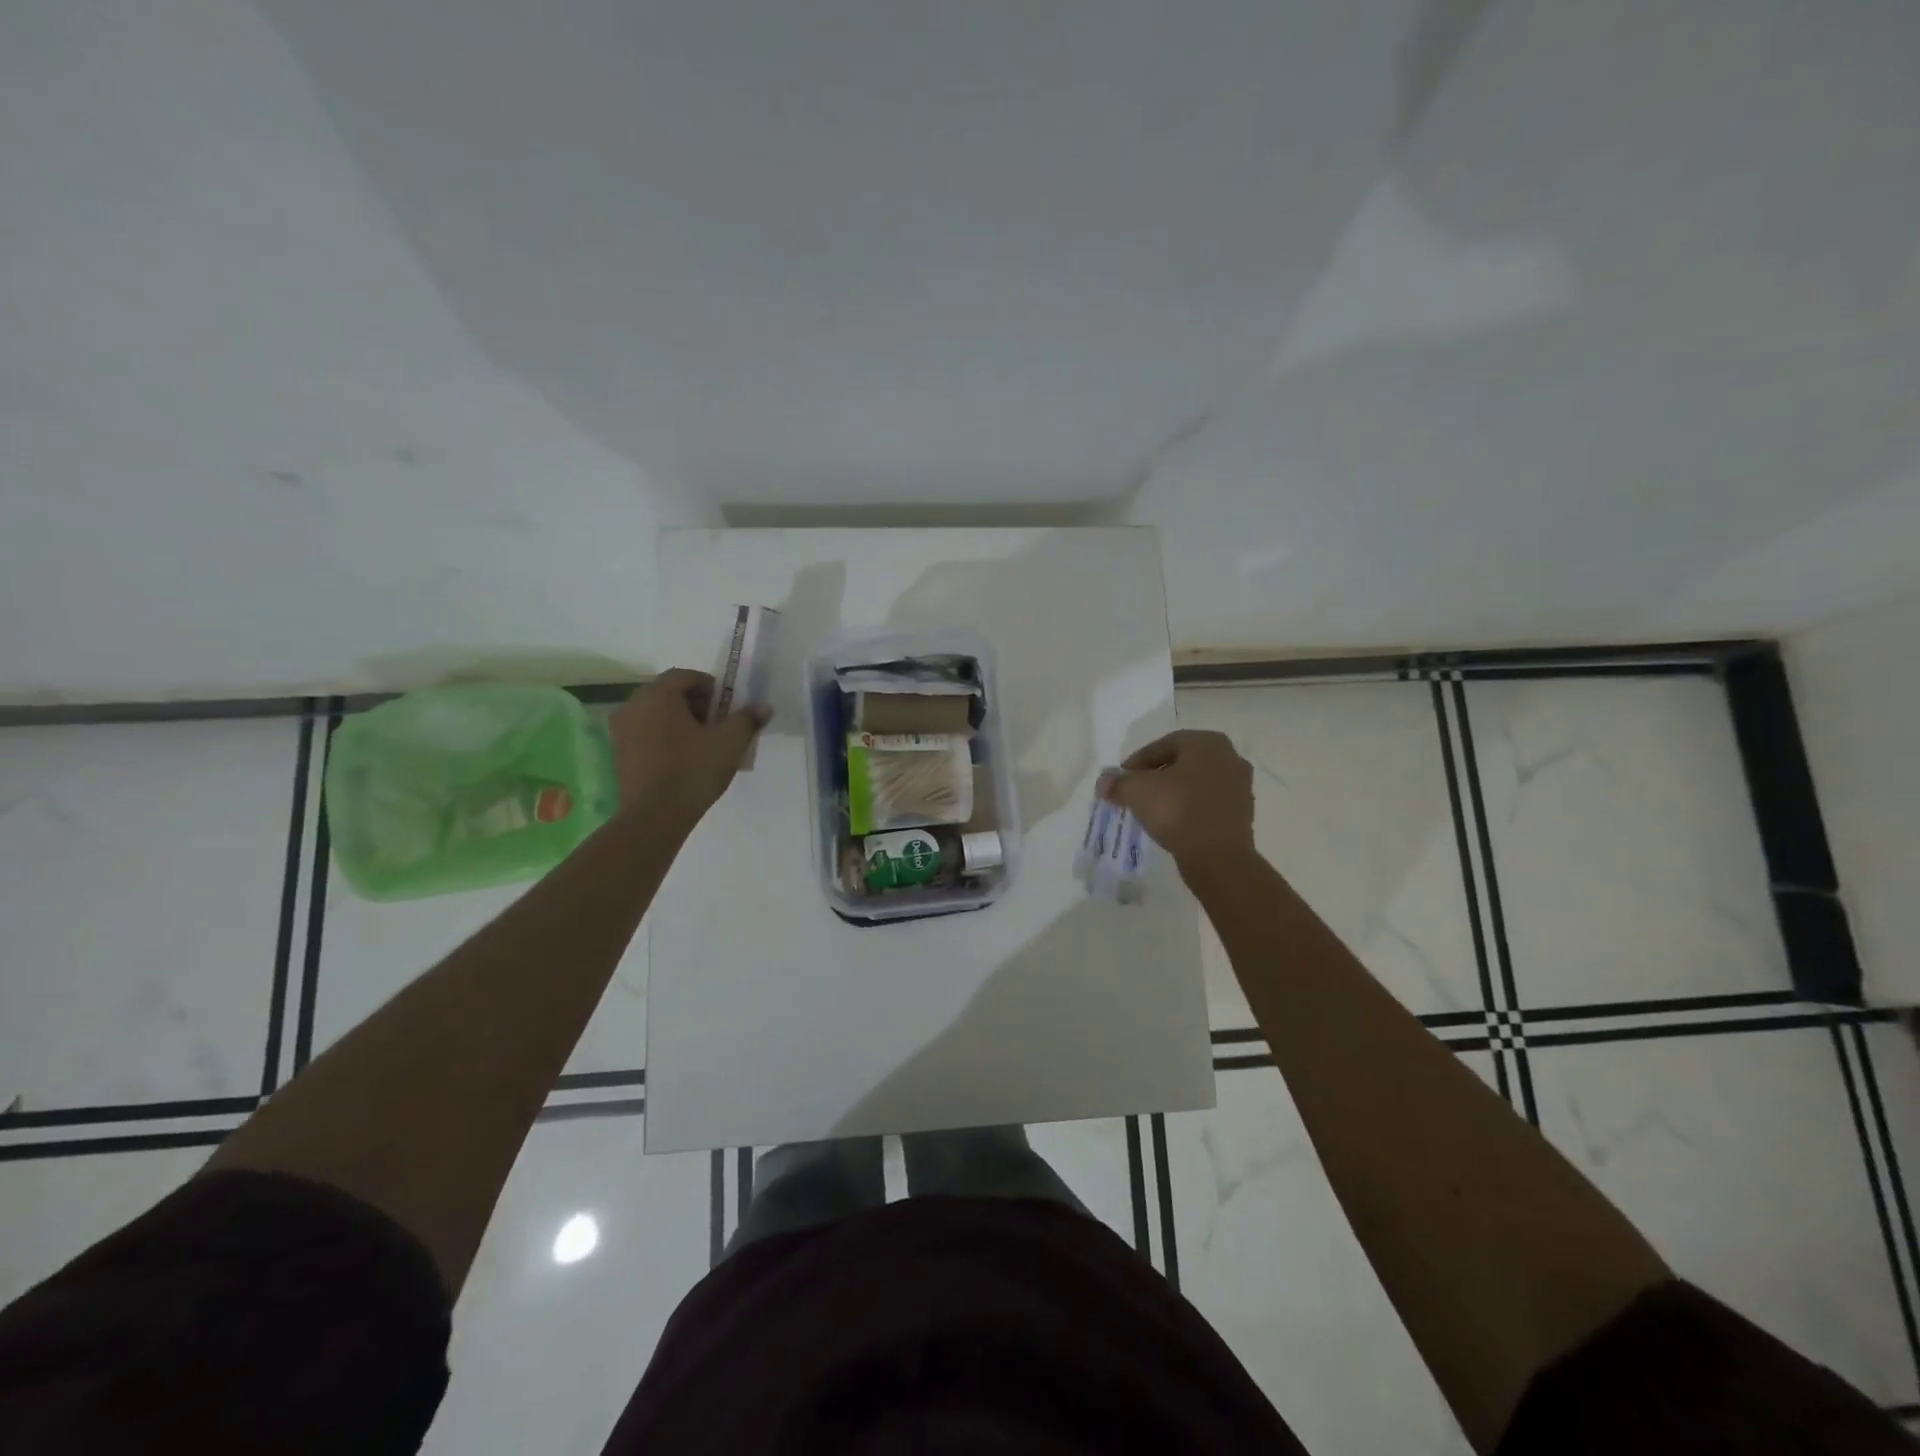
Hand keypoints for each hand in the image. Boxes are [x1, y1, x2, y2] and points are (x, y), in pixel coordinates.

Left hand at [610, 669, 767, 822]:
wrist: (655, 815)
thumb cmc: (694, 769)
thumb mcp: (730, 742)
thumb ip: (747, 719)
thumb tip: (763, 708)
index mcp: (657, 695)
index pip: (684, 675)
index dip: (709, 685)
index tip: (726, 704)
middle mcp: (633, 706)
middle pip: (667, 693)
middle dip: (694, 703)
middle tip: (717, 723)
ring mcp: (622, 731)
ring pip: (655, 714)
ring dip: (679, 721)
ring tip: (702, 742)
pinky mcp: (620, 754)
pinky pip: (646, 734)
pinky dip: (664, 737)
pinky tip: (683, 758)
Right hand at [1101, 730, 1254, 877]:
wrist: (1218, 857)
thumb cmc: (1177, 810)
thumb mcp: (1137, 791)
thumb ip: (1117, 783)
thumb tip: (1104, 783)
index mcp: (1206, 742)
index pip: (1163, 745)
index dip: (1137, 761)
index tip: (1122, 779)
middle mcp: (1229, 756)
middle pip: (1181, 762)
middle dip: (1156, 776)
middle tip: (1135, 792)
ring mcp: (1240, 785)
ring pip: (1196, 783)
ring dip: (1174, 792)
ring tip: (1152, 809)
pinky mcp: (1242, 812)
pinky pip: (1207, 802)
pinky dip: (1189, 808)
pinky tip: (1173, 823)